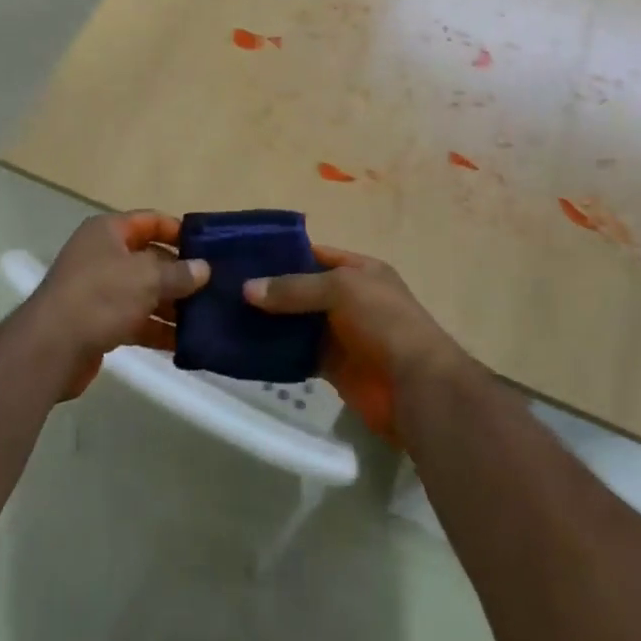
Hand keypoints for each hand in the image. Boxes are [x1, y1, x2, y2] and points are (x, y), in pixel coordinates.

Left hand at [21, 212, 209, 400]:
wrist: (51, 347)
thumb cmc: (100, 296)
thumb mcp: (146, 278)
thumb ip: (178, 273)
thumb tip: (203, 269)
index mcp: (108, 231)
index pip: (150, 221)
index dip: (178, 231)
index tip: (209, 247)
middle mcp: (102, 255)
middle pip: (149, 258)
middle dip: (180, 274)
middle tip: (216, 287)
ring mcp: (99, 290)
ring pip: (144, 292)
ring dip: (172, 305)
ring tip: (207, 318)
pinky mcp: (99, 322)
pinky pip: (135, 320)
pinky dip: (157, 329)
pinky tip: (184, 343)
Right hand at [245, 246, 465, 443]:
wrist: (415, 386)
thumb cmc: (384, 321)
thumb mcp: (341, 289)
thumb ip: (295, 288)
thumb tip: (247, 289)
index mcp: (359, 271)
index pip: (314, 254)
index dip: (282, 254)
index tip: (243, 256)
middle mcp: (349, 299)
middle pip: (301, 289)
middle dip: (269, 289)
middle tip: (225, 288)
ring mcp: (341, 334)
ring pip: (296, 323)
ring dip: (268, 321)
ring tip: (226, 316)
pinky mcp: (332, 366)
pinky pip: (297, 354)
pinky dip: (276, 352)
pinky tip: (246, 347)